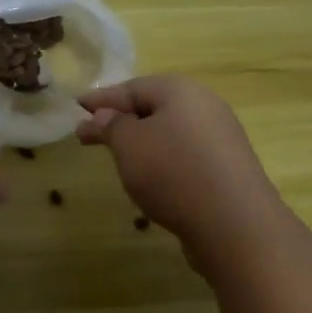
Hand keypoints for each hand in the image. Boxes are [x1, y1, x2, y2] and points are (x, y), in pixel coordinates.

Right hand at [77, 75, 301, 273]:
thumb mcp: (128, 144)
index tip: (76, 106)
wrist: (235, 225)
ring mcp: (221, 138)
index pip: (131, 87)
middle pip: (154, 107)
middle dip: (121, 120)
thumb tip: (103, 115)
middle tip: (91, 134)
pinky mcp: (228, 168)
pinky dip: (164, 161)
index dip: (101, 99)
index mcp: (179, 90)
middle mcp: (204, 106)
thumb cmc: (173, 172)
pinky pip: (186, 155)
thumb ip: (111, 125)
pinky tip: (153, 179)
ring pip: (170, 132)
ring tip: (119, 158)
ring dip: (143, 141)